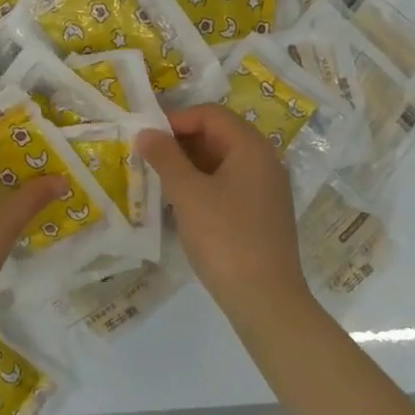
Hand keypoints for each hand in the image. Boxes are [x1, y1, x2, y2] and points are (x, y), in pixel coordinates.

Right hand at [137, 104, 313, 323]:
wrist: (265, 299)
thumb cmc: (225, 238)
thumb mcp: (188, 194)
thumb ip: (165, 158)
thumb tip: (147, 133)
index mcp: (251, 148)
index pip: (211, 115)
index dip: (176, 120)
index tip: (147, 137)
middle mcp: (265, 161)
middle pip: (218, 135)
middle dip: (181, 142)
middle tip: (148, 157)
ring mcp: (266, 189)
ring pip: (222, 162)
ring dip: (189, 165)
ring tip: (158, 180)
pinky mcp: (262, 214)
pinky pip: (229, 184)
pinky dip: (203, 185)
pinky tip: (181, 203)